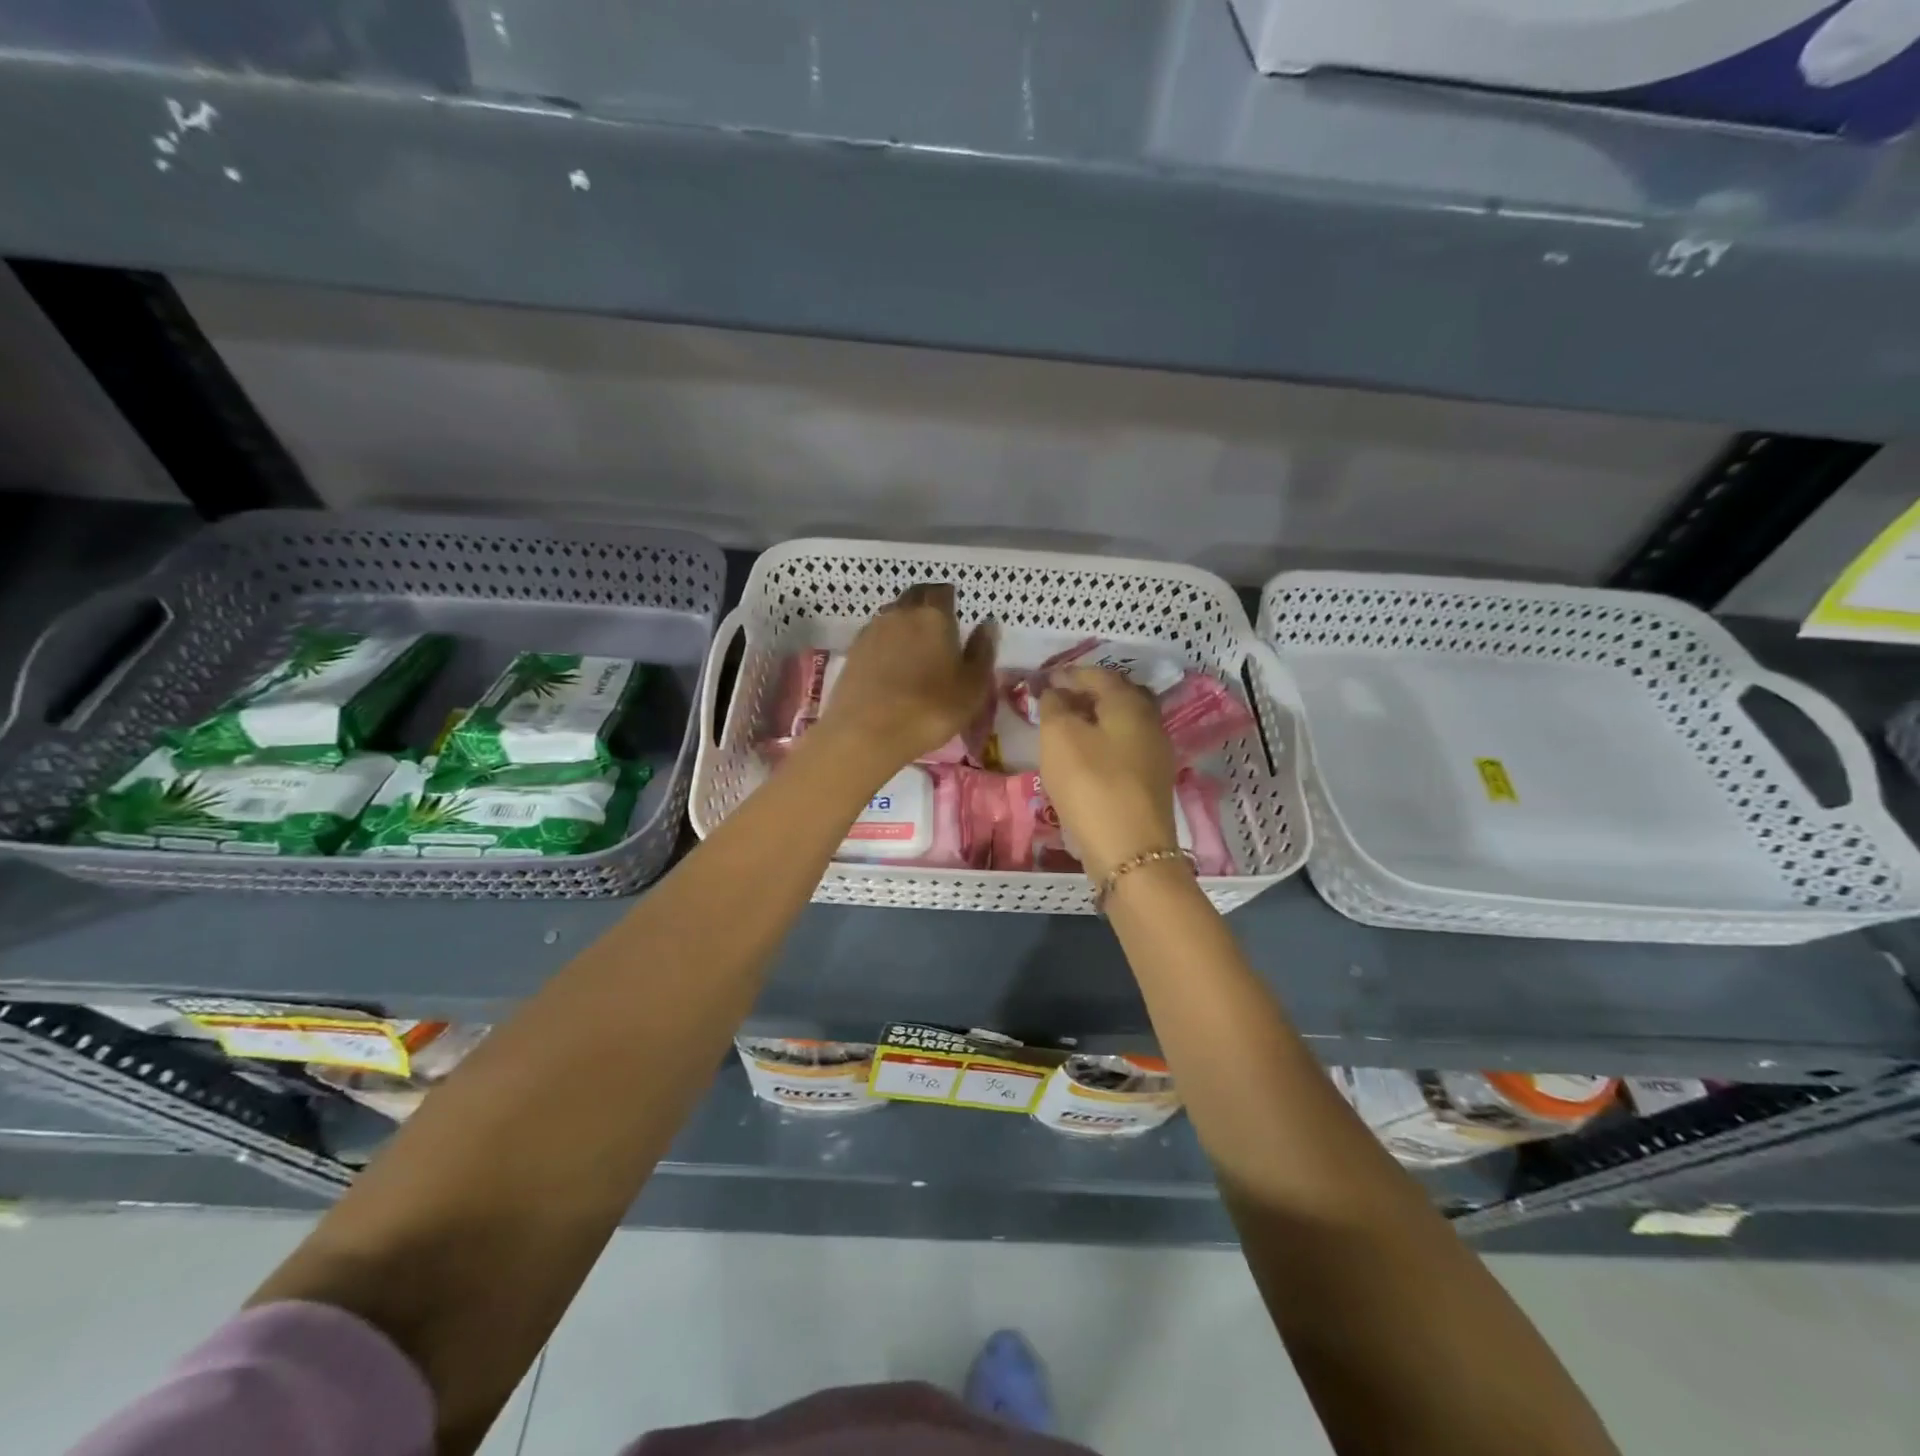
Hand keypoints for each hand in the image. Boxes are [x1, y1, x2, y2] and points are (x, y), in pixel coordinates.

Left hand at [815, 583, 996, 772]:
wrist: (867, 733)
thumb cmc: (931, 710)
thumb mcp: (972, 687)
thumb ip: (982, 651)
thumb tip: (988, 623)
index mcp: (934, 616)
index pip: (943, 592)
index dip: (950, 599)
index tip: (956, 614)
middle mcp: (900, 613)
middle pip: (915, 597)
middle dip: (926, 605)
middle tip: (937, 628)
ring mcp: (872, 631)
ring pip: (892, 616)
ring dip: (904, 624)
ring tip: (914, 648)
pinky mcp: (852, 652)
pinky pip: (875, 637)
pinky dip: (886, 644)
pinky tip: (891, 665)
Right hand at [1039, 667, 1178, 883]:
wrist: (1130, 851)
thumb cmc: (1091, 784)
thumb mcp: (1060, 737)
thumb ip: (1054, 706)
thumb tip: (1056, 693)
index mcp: (1130, 703)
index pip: (1098, 675)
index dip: (1068, 674)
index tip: (1043, 681)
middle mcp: (1150, 721)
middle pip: (1117, 696)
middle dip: (1087, 694)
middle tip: (1058, 701)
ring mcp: (1155, 753)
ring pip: (1122, 724)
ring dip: (1095, 720)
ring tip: (1065, 729)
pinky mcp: (1151, 782)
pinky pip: (1125, 748)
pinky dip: (1103, 743)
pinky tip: (1084, 758)